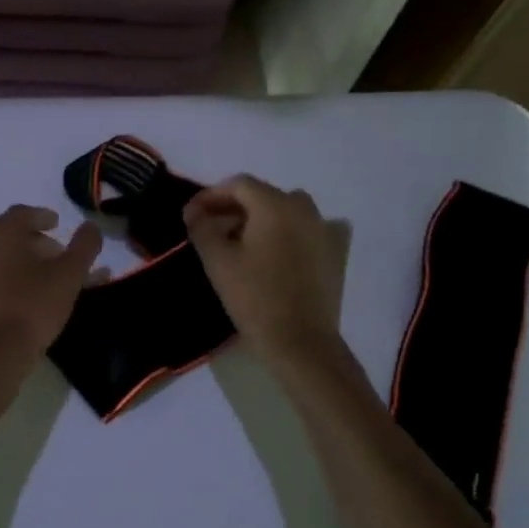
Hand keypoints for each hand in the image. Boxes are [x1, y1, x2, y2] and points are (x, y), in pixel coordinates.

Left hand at [0, 206, 103, 361]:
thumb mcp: (70, 274)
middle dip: (29, 243)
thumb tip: (90, 226)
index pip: (22, 213)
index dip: (41, 216)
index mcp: (1, 234)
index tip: (56, 224)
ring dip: (7, 264)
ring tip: (27, 280)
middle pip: (4, 236)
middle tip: (51, 258)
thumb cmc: (35, 307)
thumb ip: (84, 245)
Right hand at [184, 175, 348, 365]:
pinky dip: (293, 231)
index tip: (191, 215)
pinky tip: (283, 248)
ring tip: (243, 241)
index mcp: (275, 204)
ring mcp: (325, 229)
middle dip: (234, 208)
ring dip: (262, 219)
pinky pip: (312, 229)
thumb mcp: (217, 260)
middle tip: (211, 229)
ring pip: (287, 210)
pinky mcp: (337, 252)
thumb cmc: (254, 298)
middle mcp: (304, 207)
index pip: (238, 184)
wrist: (301, 342)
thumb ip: (202, 227)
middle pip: (263, 196)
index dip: (210, 195)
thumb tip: (195, 212)